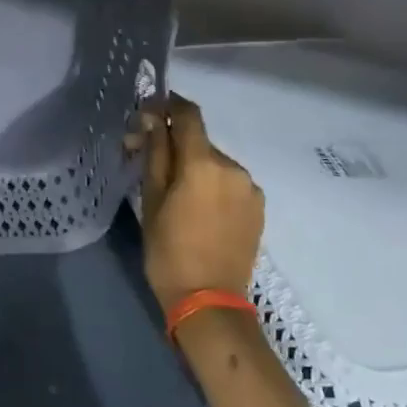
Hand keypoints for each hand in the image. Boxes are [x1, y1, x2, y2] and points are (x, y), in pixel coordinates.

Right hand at [135, 92, 263, 315]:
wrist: (209, 300)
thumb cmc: (168, 250)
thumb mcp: (151, 199)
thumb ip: (155, 154)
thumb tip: (152, 120)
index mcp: (203, 163)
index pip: (188, 115)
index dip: (168, 105)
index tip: (149, 110)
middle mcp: (233, 167)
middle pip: (200, 141)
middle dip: (174, 144)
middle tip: (147, 160)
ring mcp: (250, 188)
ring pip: (214, 163)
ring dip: (194, 166)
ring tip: (175, 192)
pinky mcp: (258, 207)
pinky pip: (229, 183)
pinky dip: (212, 184)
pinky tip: (197, 208)